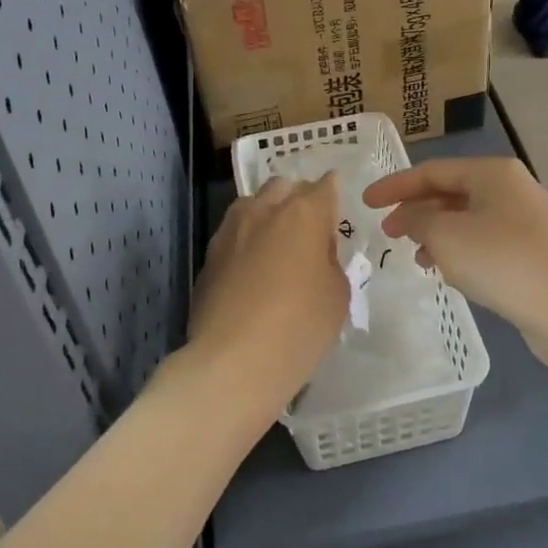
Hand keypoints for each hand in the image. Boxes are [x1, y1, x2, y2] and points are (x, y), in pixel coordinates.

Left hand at [185, 176, 348, 424]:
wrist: (234, 361)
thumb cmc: (300, 325)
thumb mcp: (337, 293)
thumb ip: (330, 260)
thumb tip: (315, 251)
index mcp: (303, 212)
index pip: (324, 186)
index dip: (333, 193)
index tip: (337, 205)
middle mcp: (264, 210)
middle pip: (283, 186)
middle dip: (298, 197)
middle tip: (310, 226)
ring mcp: (231, 230)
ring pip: (252, 204)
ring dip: (268, 214)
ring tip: (278, 243)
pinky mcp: (209, 255)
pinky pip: (234, 234)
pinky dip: (247, 241)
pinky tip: (253, 268)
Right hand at [362, 158, 547, 346]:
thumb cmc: (502, 262)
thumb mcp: (446, 236)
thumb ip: (417, 220)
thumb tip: (409, 216)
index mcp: (493, 172)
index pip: (432, 170)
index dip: (394, 186)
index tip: (365, 203)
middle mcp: (512, 188)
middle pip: (451, 192)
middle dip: (417, 211)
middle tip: (388, 233)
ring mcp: (526, 220)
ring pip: (467, 218)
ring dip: (437, 233)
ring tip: (416, 256)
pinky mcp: (533, 251)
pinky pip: (484, 241)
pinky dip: (460, 250)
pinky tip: (448, 272)